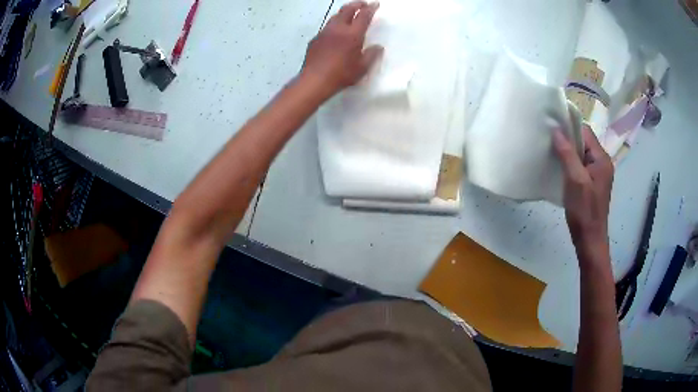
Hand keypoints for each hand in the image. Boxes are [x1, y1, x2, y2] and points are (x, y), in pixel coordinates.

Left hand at [301, 1, 382, 98]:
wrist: (314, 80)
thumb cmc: (341, 74)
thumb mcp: (362, 68)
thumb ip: (372, 55)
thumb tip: (378, 47)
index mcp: (353, 34)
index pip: (364, 16)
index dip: (370, 8)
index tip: (375, 4)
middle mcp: (338, 28)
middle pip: (347, 10)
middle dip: (356, 4)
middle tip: (363, 4)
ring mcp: (324, 32)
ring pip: (335, 16)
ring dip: (344, 13)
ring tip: (349, 15)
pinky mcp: (315, 39)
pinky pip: (326, 27)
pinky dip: (334, 25)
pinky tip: (335, 32)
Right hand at [553, 125, 613, 250]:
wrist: (589, 242)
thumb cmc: (584, 212)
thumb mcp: (575, 180)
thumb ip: (567, 154)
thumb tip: (556, 130)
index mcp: (602, 159)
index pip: (585, 132)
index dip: (570, 127)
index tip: (552, 126)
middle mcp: (602, 163)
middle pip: (584, 142)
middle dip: (567, 139)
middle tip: (549, 139)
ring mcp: (598, 175)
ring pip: (581, 155)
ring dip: (568, 152)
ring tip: (551, 152)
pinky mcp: (592, 184)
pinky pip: (580, 166)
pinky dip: (570, 164)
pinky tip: (559, 168)